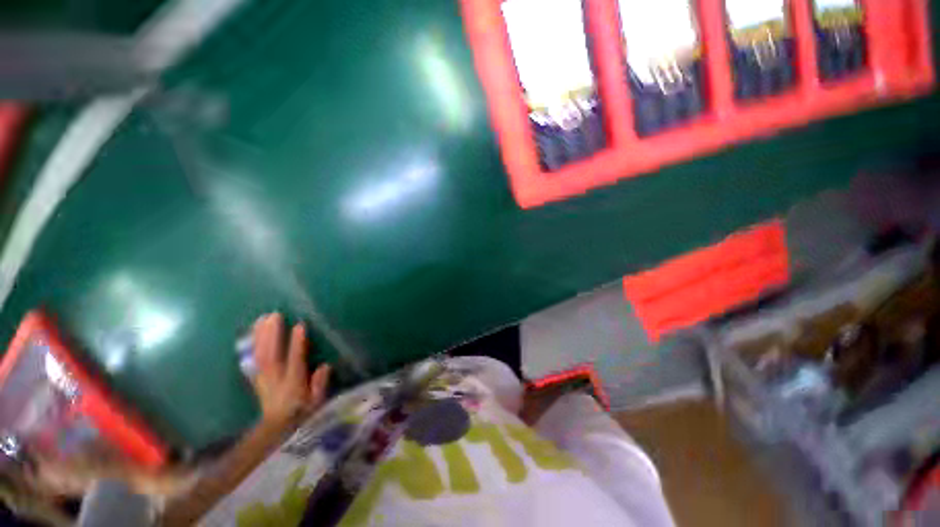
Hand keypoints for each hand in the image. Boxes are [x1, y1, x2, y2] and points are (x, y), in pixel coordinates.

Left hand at [251, 313, 329, 428]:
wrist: (277, 429)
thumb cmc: (303, 412)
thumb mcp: (318, 402)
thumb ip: (320, 385)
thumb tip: (325, 366)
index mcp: (293, 384)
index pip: (294, 361)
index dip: (296, 344)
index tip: (300, 325)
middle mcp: (275, 380)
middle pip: (271, 355)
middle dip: (272, 335)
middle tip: (275, 315)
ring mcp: (263, 378)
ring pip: (259, 355)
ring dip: (260, 336)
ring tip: (263, 318)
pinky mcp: (256, 378)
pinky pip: (251, 359)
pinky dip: (250, 345)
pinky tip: (251, 332)